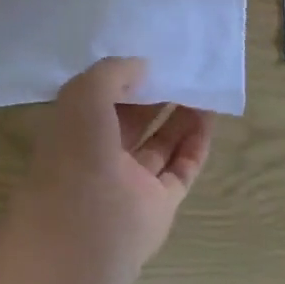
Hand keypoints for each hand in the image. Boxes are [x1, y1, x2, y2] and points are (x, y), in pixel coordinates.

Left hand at [12, 58, 213, 283]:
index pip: (99, 96)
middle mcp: (100, 151)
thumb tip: (142, 66)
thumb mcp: (85, 94)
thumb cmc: (77, 150)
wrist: (88, 228)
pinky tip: (209, 116)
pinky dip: (195, 144)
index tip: (147, 56)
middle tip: (180, 69)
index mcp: (74, 126)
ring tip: (201, 87)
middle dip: (153, 95)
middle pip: (131, 117)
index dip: (121, 77)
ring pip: (159, 142)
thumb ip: (113, 73)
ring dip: (179, 116)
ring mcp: (131, 179)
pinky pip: (181, 167)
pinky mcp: (159, 202)